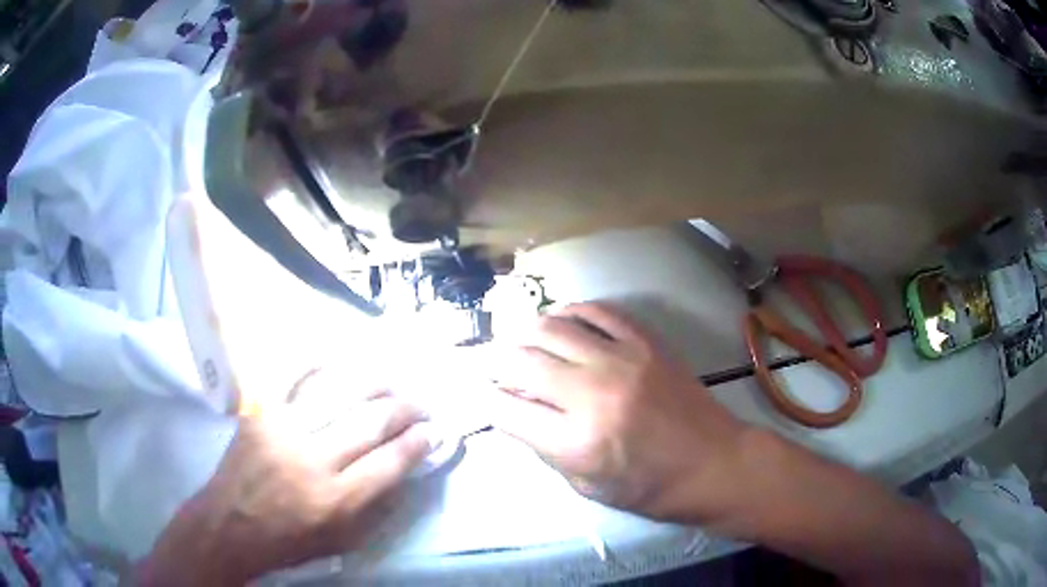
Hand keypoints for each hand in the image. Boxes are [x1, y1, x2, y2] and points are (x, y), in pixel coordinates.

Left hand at [135, 370, 438, 585]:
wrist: (230, 525)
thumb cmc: (289, 541)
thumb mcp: (341, 540)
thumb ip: (375, 508)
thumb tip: (403, 470)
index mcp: (336, 500)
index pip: (390, 462)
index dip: (418, 442)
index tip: (433, 431)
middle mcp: (313, 461)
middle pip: (371, 422)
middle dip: (405, 409)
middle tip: (420, 403)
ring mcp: (283, 430)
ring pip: (339, 394)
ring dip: (373, 383)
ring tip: (392, 380)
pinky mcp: (260, 413)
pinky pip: (291, 377)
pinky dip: (317, 363)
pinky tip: (338, 358)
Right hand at [485, 302, 751, 522]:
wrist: (713, 462)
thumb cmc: (650, 487)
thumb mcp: (587, 486)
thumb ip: (545, 447)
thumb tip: (516, 410)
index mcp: (577, 442)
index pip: (506, 409)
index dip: (485, 399)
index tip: (482, 394)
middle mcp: (593, 394)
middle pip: (521, 359)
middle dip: (496, 361)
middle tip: (495, 366)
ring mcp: (622, 360)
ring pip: (551, 326)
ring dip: (526, 332)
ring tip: (523, 342)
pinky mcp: (645, 341)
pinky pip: (596, 310)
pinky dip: (569, 313)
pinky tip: (562, 323)